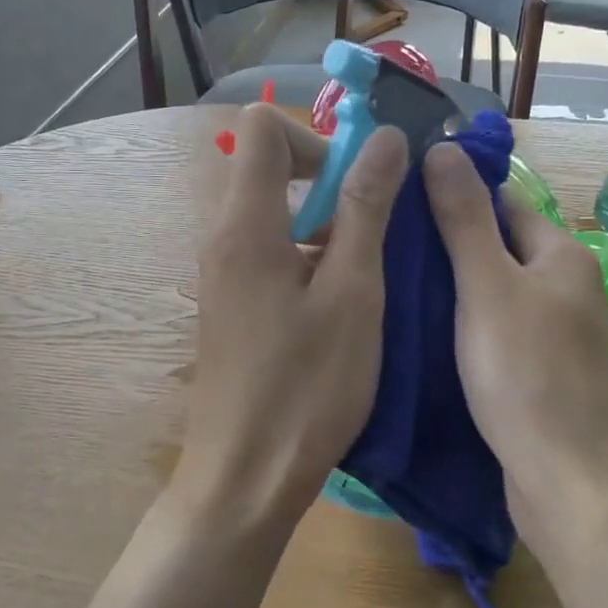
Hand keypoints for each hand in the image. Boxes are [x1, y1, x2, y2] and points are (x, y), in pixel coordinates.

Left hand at [175, 104, 408, 528]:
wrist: (244, 478)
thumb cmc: (306, 388)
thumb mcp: (352, 294)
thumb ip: (366, 209)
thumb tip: (383, 138)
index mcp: (245, 225)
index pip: (262, 128)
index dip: (316, 138)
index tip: (358, 183)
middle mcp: (223, 239)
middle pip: (271, 170)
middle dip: (331, 184)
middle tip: (378, 233)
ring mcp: (224, 276)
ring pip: (276, 216)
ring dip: (327, 227)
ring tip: (369, 279)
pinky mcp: (233, 307)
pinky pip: (271, 255)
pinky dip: (310, 260)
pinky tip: (343, 309)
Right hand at [423, 142, 607, 550]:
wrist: (568, 481)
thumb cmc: (526, 375)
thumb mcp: (487, 287)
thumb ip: (464, 220)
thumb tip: (443, 149)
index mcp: (562, 256)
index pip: (501, 203)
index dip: (452, 196)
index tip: (396, 201)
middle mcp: (565, 288)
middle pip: (496, 248)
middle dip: (445, 245)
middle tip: (381, 247)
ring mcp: (554, 333)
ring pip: (492, 294)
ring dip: (449, 289)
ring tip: (389, 286)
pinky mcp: (539, 372)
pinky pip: (494, 332)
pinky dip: (461, 327)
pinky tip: (420, 334)